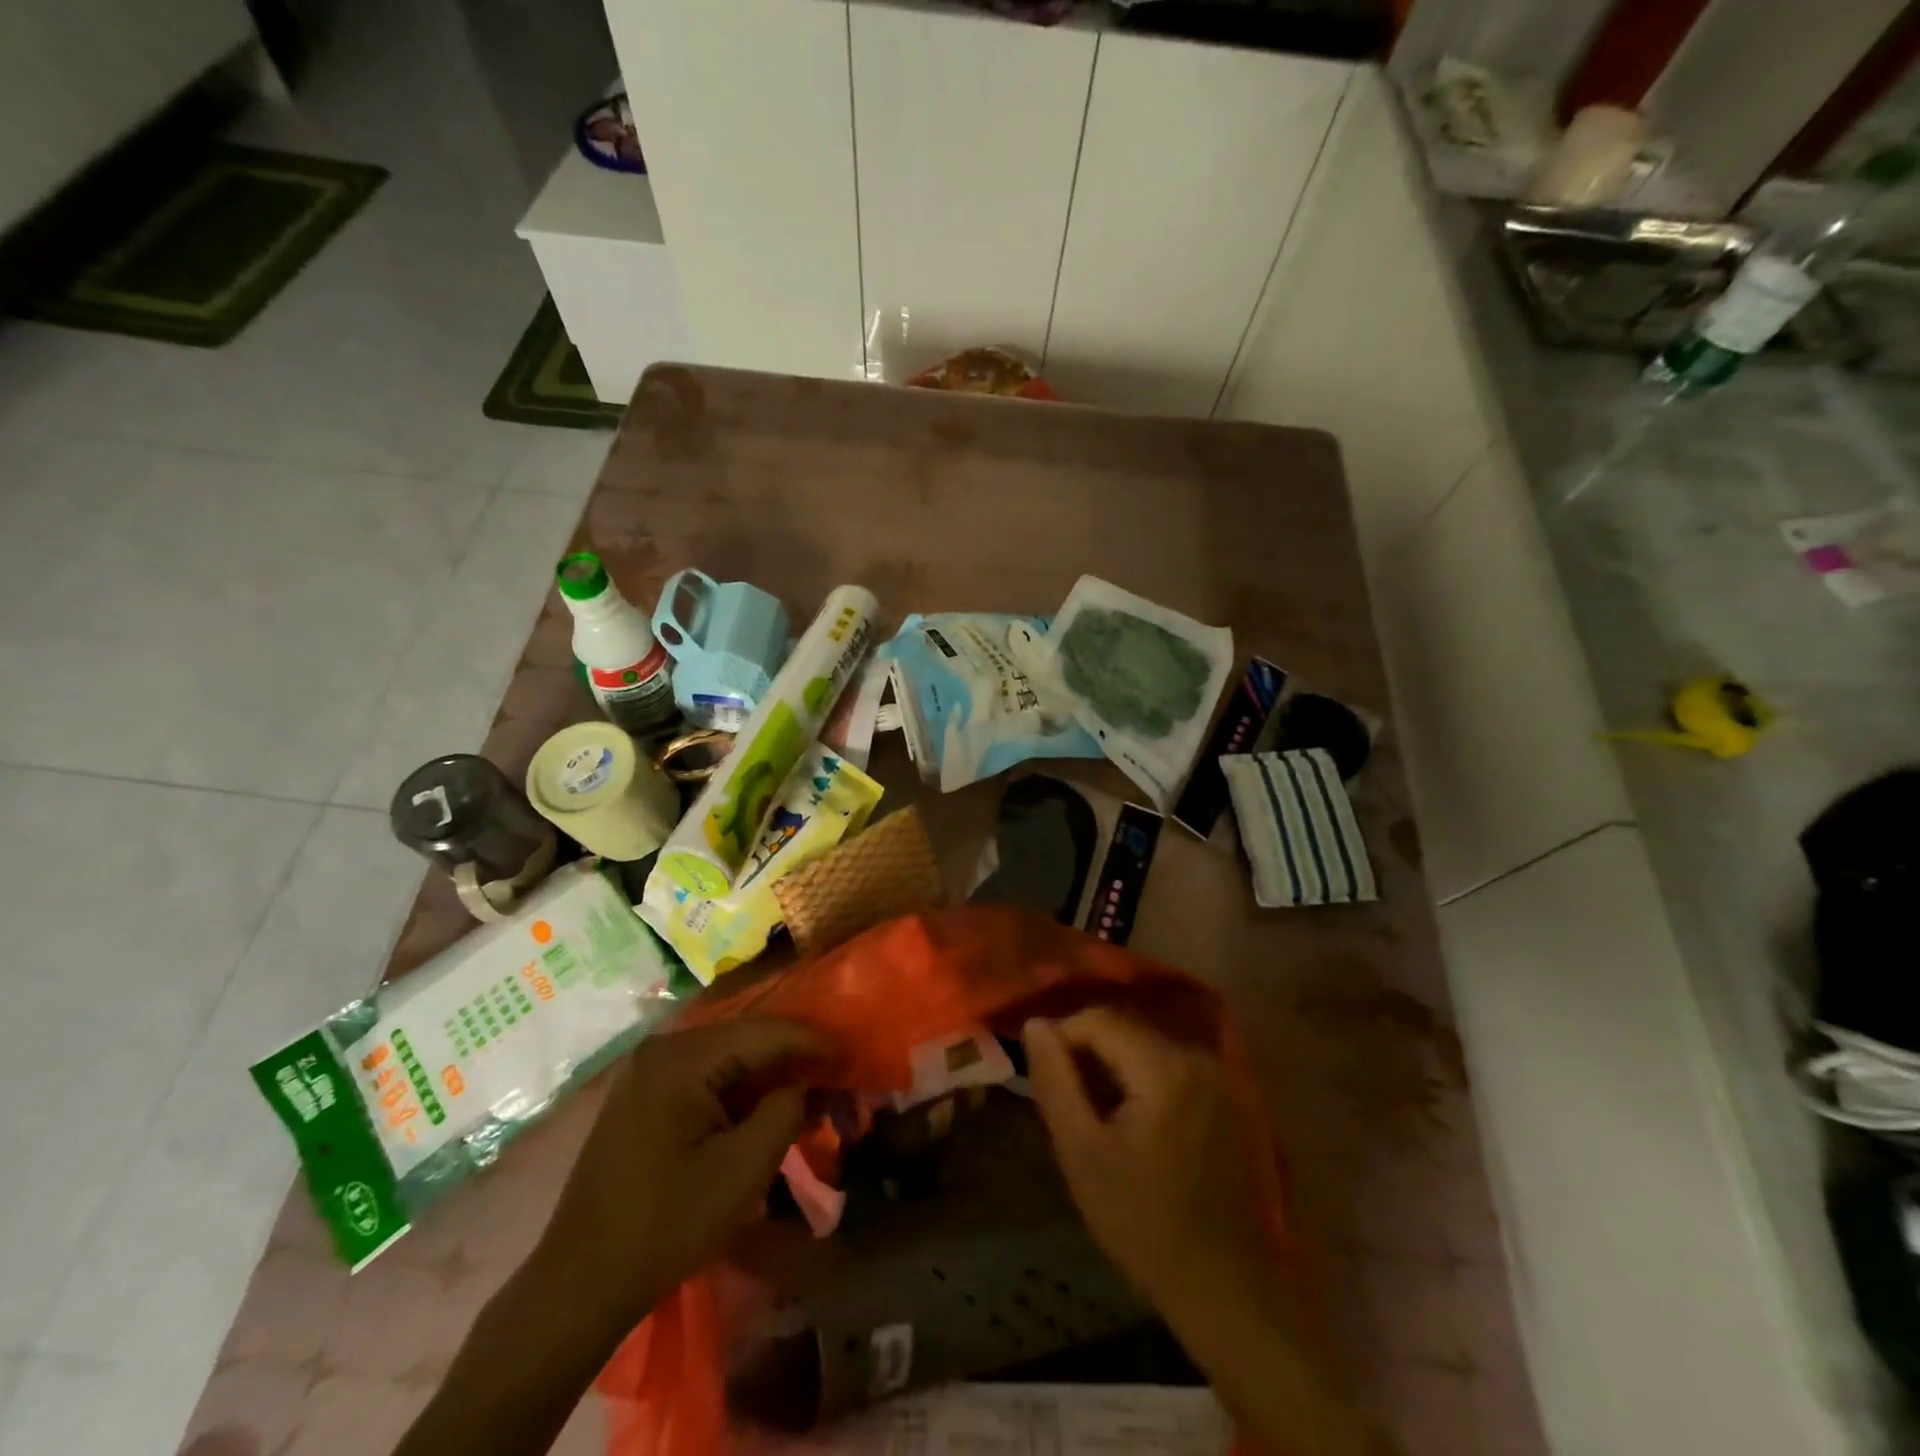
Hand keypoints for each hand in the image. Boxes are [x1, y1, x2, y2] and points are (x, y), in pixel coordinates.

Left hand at [530, 1019, 825, 1335]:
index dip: (813, 1043)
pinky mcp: (641, 1098)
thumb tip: (802, 1085)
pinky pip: (703, 1079)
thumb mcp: (743, 1169)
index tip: (849, 1057)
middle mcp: (662, 1049)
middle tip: (832, 1079)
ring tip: (806, 1096)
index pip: (765, 1033)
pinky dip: (737, 1093)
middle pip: (744, 1041)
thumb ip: (784, 1111)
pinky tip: (761, 1112)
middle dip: (791, 1060)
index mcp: (682, 1057)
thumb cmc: (666, 1224)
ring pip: (725, 1060)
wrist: (578, 1285)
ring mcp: (646, 1073)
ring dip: (765, 1077)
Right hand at [1023, 1008, 1271, 1320]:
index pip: (1098, 1019)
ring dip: (1114, 1068)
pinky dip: (1142, 1081)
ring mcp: (1218, 1076)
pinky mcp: (1227, 1097)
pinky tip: (1132, 1124)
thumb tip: (1035, 1023)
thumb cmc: (1143, 1224)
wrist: (1224, 1290)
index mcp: (1164, 1067)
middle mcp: (1197, 1057)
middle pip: (1125, 1029)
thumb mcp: (1081, 1152)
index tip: (1043, 1076)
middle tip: (1067, 1101)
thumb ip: (1055, 1080)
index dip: (1061, 1037)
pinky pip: (1170, 1067)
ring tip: (1095, 1114)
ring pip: (1146, 1047)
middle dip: (1088, 1054)